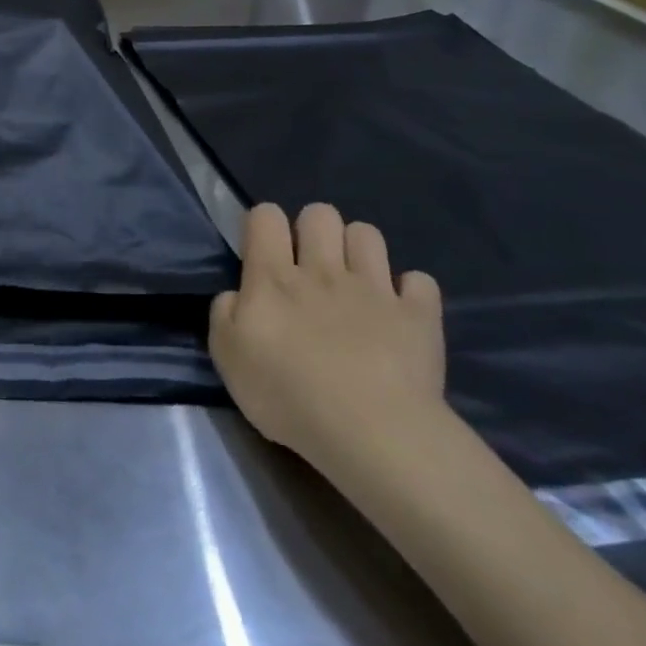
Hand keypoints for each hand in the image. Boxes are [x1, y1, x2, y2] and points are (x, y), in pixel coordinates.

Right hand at [209, 203, 444, 470]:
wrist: (371, 432)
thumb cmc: (287, 394)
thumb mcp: (227, 356)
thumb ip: (224, 313)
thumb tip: (237, 295)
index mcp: (272, 277)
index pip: (265, 216)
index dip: (263, 224)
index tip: (263, 251)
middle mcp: (322, 270)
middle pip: (319, 214)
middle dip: (313, 228)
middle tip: (310, 263)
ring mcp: (374, 289)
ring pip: (367, 234)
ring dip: (358, 249)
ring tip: (355, 279)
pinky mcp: (418, 316)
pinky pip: (420, 282)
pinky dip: (410, 291)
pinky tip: (401, 311)